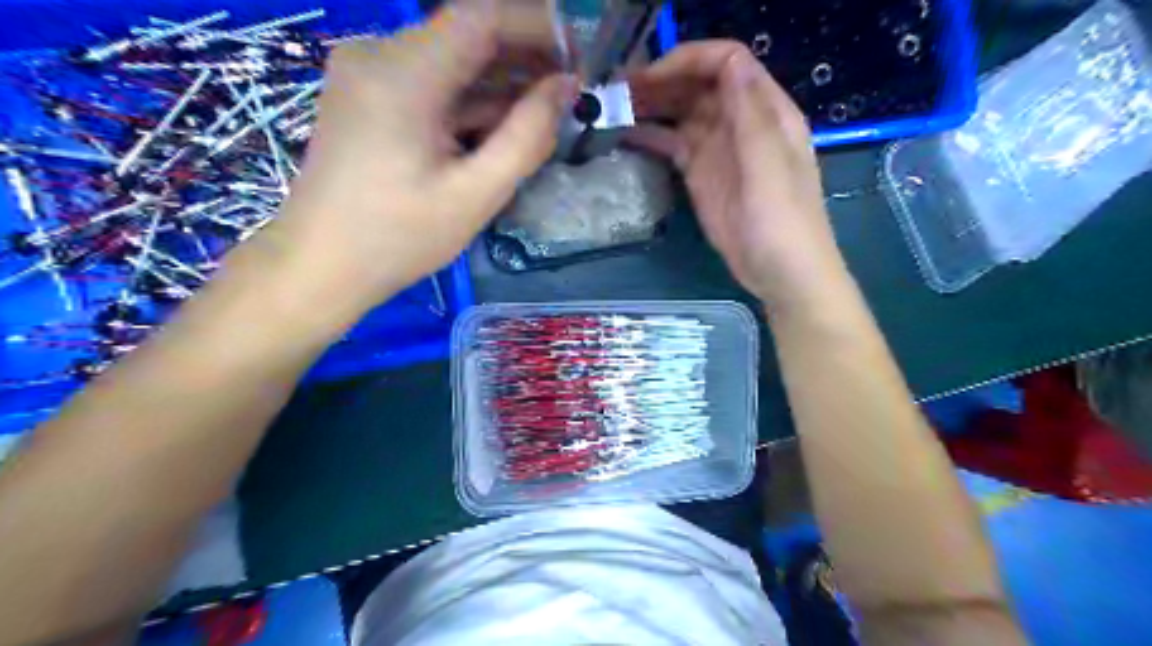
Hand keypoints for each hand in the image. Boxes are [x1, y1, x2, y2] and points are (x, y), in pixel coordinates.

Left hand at [269, 1, 576, 314]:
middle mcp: (378, 54)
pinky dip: (470, 102)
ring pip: (450, 61)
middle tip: (569, 95)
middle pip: (466, 35)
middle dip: (523, 59)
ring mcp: (368, 74)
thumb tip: (566, 88)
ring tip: (544, 115)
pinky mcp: (368, 96)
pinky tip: (500, 128)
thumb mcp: (475, 195)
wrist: (321, 265)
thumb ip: (527, 137)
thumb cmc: (398, 238)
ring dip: (499, 84)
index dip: (538, 28)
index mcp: (402, 73)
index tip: (578, 59)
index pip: (482, 18)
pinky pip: (431, 84)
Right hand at [626, 41, 847, 309]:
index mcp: (765, 112)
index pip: (727, 63)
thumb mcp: (770, 168)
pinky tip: (625, 135)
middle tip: (618, 91)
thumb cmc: (783, 223)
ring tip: (613, 107)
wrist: (782, 274)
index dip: (689, 60)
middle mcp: (740, 122)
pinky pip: (673, 144)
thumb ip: (751, 115)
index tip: (650, 77)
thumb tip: (730, 60)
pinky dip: (651, 136)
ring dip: (651, 106)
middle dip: (661, 81)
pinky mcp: (700, 175)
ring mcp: (718, 149)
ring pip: (682, 113)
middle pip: (698, 85)